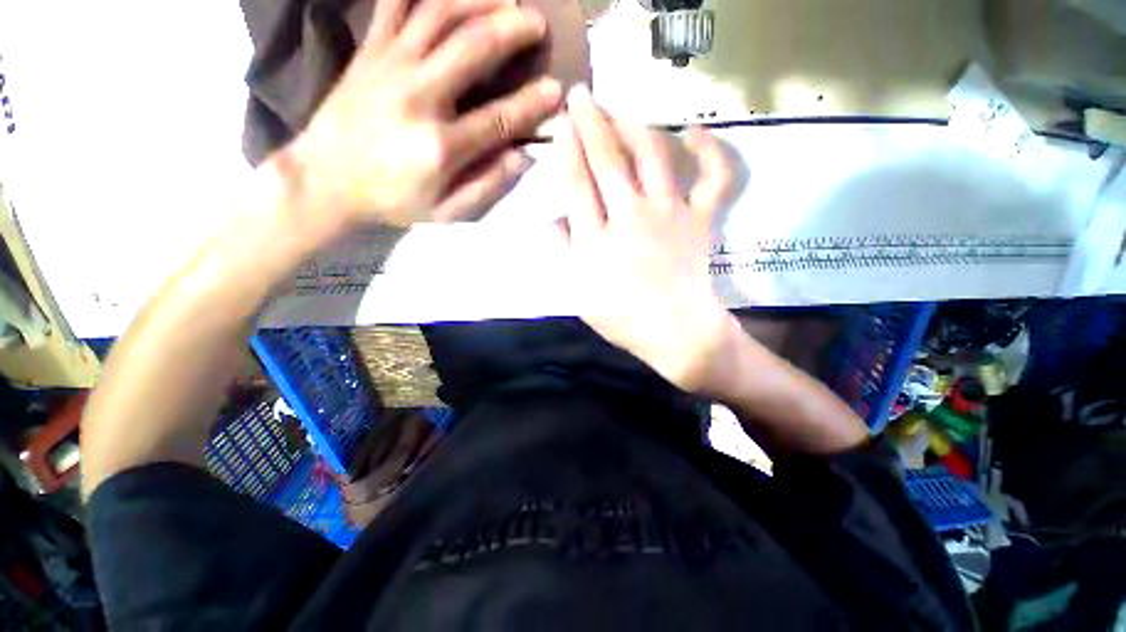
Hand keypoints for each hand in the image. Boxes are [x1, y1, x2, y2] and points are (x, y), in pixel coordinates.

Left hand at [282, 0, 562, 233]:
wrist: (326, 178)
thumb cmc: (393, 200)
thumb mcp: (446, 212)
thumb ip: (486, 187)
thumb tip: (520, 157)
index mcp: (440, 146)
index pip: (499, 119)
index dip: (532, 104)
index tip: (556, 91)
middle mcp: (418, 97)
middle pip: (473, 48)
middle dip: (512, 29)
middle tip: (537, 23)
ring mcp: (390, 66)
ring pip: (439, 14)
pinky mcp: (370, 51)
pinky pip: (395, 3)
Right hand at [559, 85, 737, 392]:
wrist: (678, 333)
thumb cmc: (624, 319)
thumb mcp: (580, 295)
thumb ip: (564, 253)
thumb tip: (553, 220)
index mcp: (599, 241)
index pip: (577, 184)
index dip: (567, 149)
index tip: (560, 123)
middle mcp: (632, 218)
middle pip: (609, 161)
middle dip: (592, 123)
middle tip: (581, 95)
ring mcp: (671, 214)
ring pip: (653, 156)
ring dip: (635, 126)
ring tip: (622, 109)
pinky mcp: (701, 219)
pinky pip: (713, 178)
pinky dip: (710, 152)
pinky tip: (695, 131)